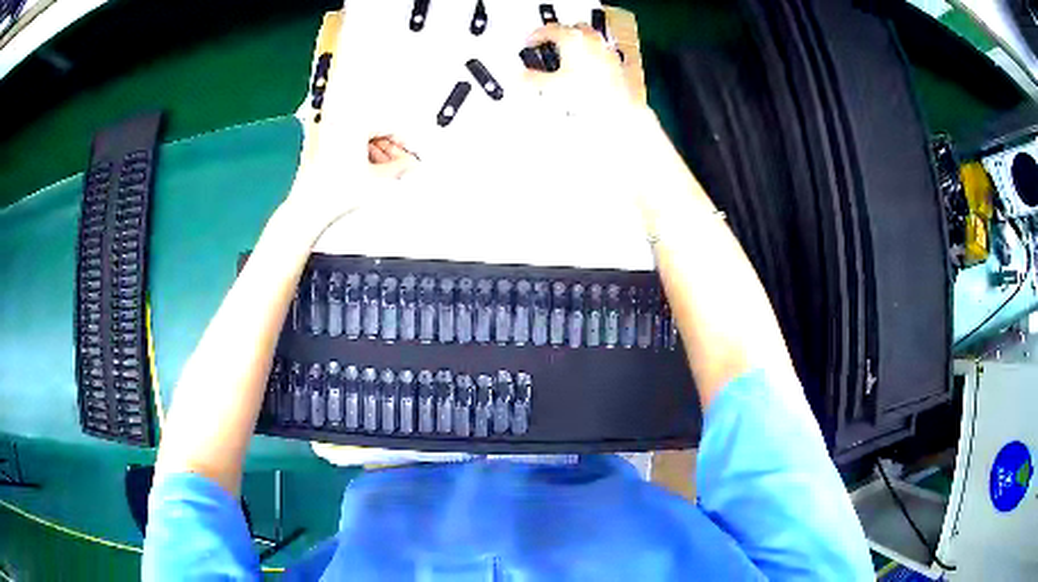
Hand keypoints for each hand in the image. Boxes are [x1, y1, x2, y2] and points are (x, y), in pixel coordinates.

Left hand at [282, 34, 419, 230]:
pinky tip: (366, 172)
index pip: (389, 126)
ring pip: (361, 138)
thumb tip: (410, 163)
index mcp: (355, 124)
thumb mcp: (378, 179)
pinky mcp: (319, 146)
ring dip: (375, 153)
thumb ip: (400, 167)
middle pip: (374, 131)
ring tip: (384, 172)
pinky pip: (348, 143)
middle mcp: (340, 124)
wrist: (310, 207)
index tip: (411, 155)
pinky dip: (360, 155)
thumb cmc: (334, 192)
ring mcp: (327, 134)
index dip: (404, 143)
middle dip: (390, 149)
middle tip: (401, 165)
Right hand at [523, 23, 641, 118]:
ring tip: (566, 59)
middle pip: (571, 29)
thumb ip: (532, 79)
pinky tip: (585, 71)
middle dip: (558, 37)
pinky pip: (600, 52)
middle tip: (547, 47)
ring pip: (588, 39)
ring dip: (575, 45)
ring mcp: (606, 50)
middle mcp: (591, 39)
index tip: (529, 44)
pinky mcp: (617, 63)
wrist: (618, 109)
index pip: (548, 30)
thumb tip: (523, 77)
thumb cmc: (591, 95)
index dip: (534, 37)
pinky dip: (590, 57)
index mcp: (572, 38)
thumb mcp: (551, 87)